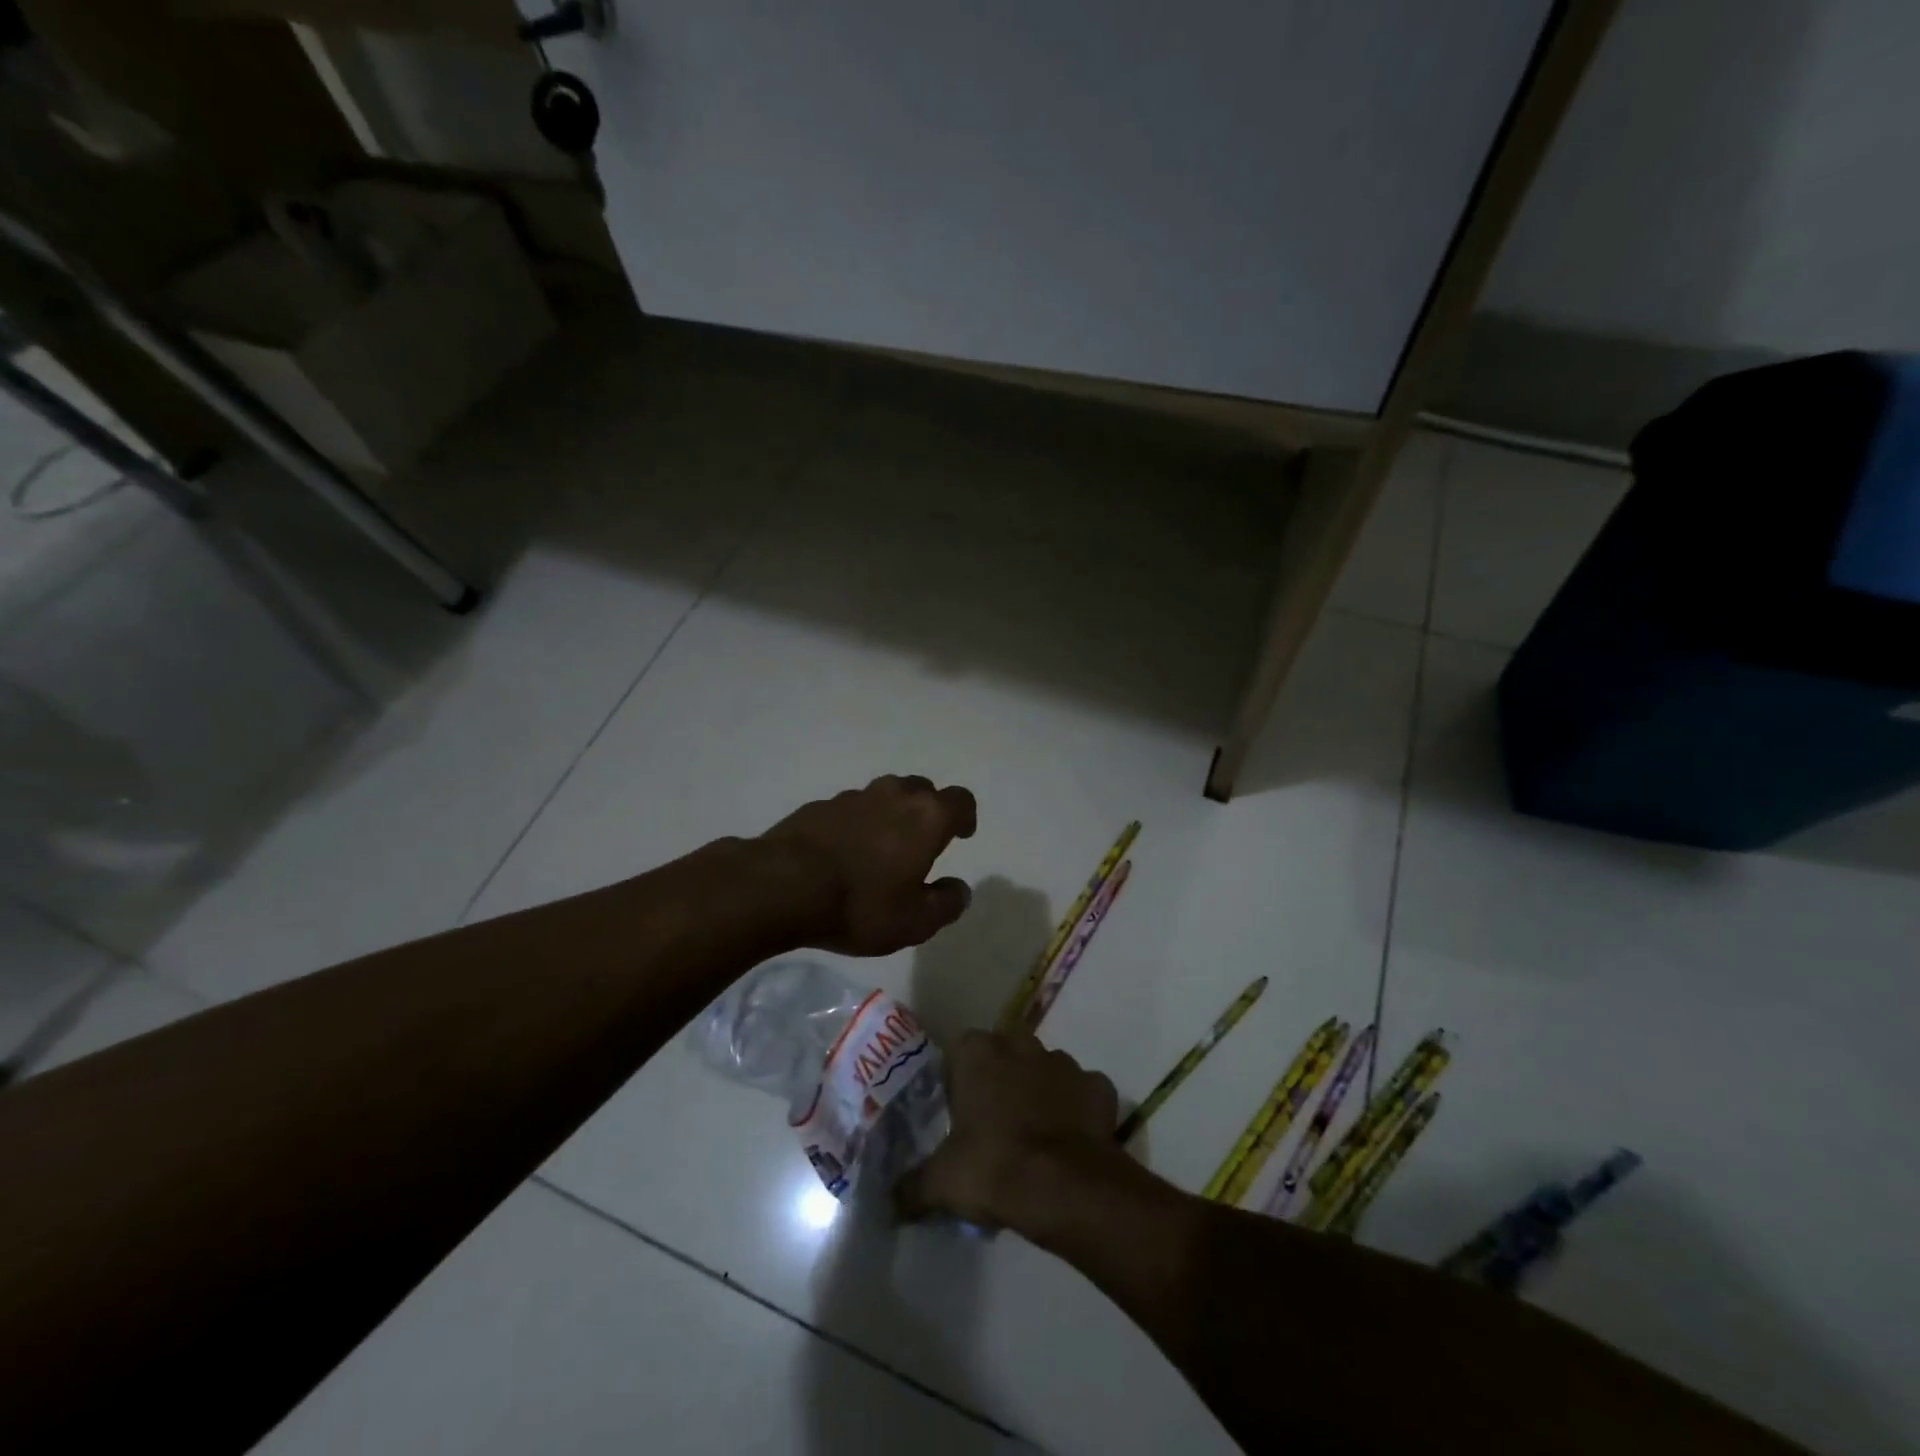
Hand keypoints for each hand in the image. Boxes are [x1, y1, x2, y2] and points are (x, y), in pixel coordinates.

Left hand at [759, 774, 976, 955]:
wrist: (782, 887)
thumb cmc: (861, 905)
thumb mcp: (915, 921)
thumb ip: (946, 904)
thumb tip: (959, 889)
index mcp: (926, 817)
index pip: (960, 800)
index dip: (965, 816)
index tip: (962, 835)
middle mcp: (894, 795)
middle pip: (922, 790)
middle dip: (929, 810)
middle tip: (923, 842)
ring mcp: (854, 796)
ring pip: (885, 795)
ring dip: (891, 814)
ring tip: (883, 847)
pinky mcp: (820, 806)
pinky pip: (851, 809)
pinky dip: (857, 823)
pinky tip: (845, 852)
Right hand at [895, 1030, 1132, 1240]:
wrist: (1066, 1188)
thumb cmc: (994, 1168)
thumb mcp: (941, 1183)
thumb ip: (911, 1187)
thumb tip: (889, 1203)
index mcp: (978, 1052)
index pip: (959, 1052)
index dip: (958, 1082)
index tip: (959, 1116)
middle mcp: (1021, 1044)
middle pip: (1004, 1054)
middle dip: (1000, 1080)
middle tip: (994, 1126)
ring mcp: (1064, 1062)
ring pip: (1045, 1070)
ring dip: (1040, 1093)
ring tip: (1034, 1138)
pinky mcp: (1098, 1086)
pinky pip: (1083, 1093)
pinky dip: (1078, 1111)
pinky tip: (1071, 1142)